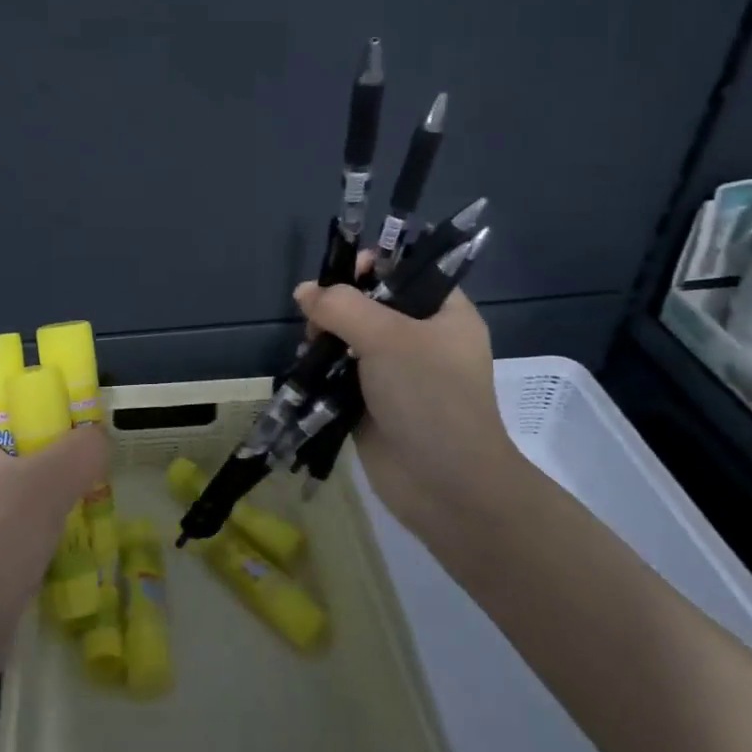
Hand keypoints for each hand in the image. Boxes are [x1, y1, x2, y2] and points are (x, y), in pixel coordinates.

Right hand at [292, 277, 524, 556]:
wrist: (446, 487)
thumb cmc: (429, 397)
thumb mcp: (387, 337)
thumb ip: (342, 306)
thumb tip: (304, 292)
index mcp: (445, 314)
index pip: (408, 271)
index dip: (374, 264)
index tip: (342, 276)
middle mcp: (422, 339)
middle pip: (372, 303)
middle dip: (339, 305)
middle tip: (319, 320)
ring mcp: (397, 374)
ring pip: (351, 339)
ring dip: (326, 338)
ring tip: (310, 347)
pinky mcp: (373, 404)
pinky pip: (342, 374)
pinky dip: (323, 369)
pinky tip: (306, 369)